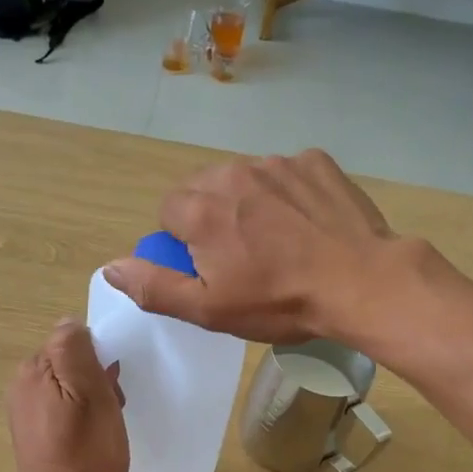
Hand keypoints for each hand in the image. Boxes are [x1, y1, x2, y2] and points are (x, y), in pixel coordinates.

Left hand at [6, 319, 128, 471]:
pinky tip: (91, 439)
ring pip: (70, 385)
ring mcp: (25, 409)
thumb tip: (70, 322)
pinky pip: (63, 407)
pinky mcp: (32, 431)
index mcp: (34, 369)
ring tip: (104, 428)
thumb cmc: (85, 456)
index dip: (100, 361)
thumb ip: (77, 352)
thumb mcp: (91, 396)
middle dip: (96, 380)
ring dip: (92, 399)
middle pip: (71, 362)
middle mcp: (22, 383)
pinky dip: (81, 416)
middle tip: (112, 411)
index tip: (112, 389)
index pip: (74, 341)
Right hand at [101, 149, 407, 343]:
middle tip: (243, 258)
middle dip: (213, 219)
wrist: (361, 282)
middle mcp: (232, 172)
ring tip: (279, 242)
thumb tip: (111, 266)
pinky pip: (287, 173)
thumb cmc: (279, 302)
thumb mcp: (209, 310)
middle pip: (204, 190)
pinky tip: (307, 225)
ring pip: (245, 179)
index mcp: (200, 208)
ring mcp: (278, 162)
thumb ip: (154, 286)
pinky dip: (289, 194)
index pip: (169, 212)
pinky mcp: (315, 161)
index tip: (211, 268)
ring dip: (250, 204)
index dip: (184, 243)